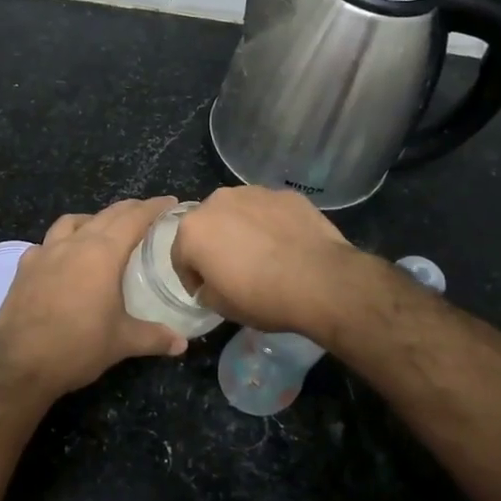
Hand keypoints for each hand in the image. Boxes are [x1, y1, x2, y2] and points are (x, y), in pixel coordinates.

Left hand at [0, 197, 187, 398]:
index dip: (153, 208)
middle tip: (146, 211)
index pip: (133, 219)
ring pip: (72, 222)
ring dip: (92, 219)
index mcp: (102, 254)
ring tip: (103, 229)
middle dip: (128, 209)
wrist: (20, 364)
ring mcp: (44, 253)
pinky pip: (45, 243)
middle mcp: (73, 244)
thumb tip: (181, 343)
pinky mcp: (24, 268)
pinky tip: (62, 257)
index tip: (170, 201)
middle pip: (105, 215)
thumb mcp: (122, 342)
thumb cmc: (78, 347)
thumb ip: (154, 337)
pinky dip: (60, 242)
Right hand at [172, 186, 360, 338]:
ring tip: (262, 255)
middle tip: (232, 271)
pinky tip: (285, 245)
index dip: (191, 277)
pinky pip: (268, 211)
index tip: (205, 292)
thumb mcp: (222, 307)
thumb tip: (210, 285)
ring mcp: (253, 193)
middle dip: (214, 245)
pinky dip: (270, 225)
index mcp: (193, 230)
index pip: (180, 255)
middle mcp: (217, 201)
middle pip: (207, 226)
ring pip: (238, 213)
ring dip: (241, 230)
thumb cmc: (262, 296)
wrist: (320, 280)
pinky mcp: (285, 194)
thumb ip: (206, 291)